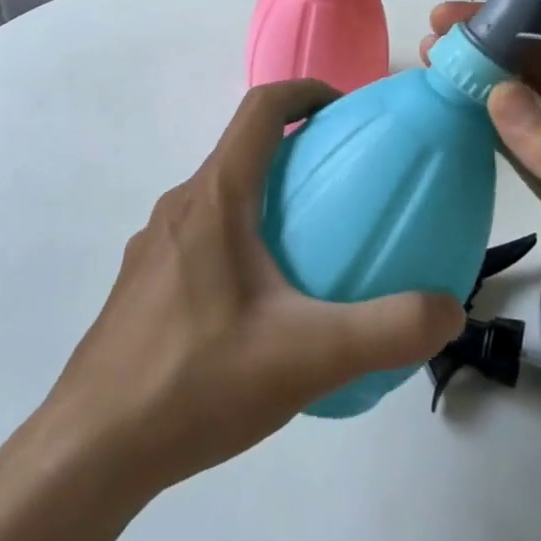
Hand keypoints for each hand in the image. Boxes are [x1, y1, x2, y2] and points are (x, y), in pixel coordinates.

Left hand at [46, 80, 463, 496]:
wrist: (92, 448)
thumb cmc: (198, 382)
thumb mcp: (308, 357)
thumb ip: (388, 330)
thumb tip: (448, 309)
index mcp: (215, 199)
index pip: (261, 109)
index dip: (306, 91)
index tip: (347, 111)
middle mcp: (178, 207)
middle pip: (241, 149)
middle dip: (296, 149)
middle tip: (345, 186)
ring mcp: (153, 245)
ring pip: (220, 195)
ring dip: (266, 197)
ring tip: (309, 246)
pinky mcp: (142, 282)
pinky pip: (201, 235)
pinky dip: (240, 237)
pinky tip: (260, 304)